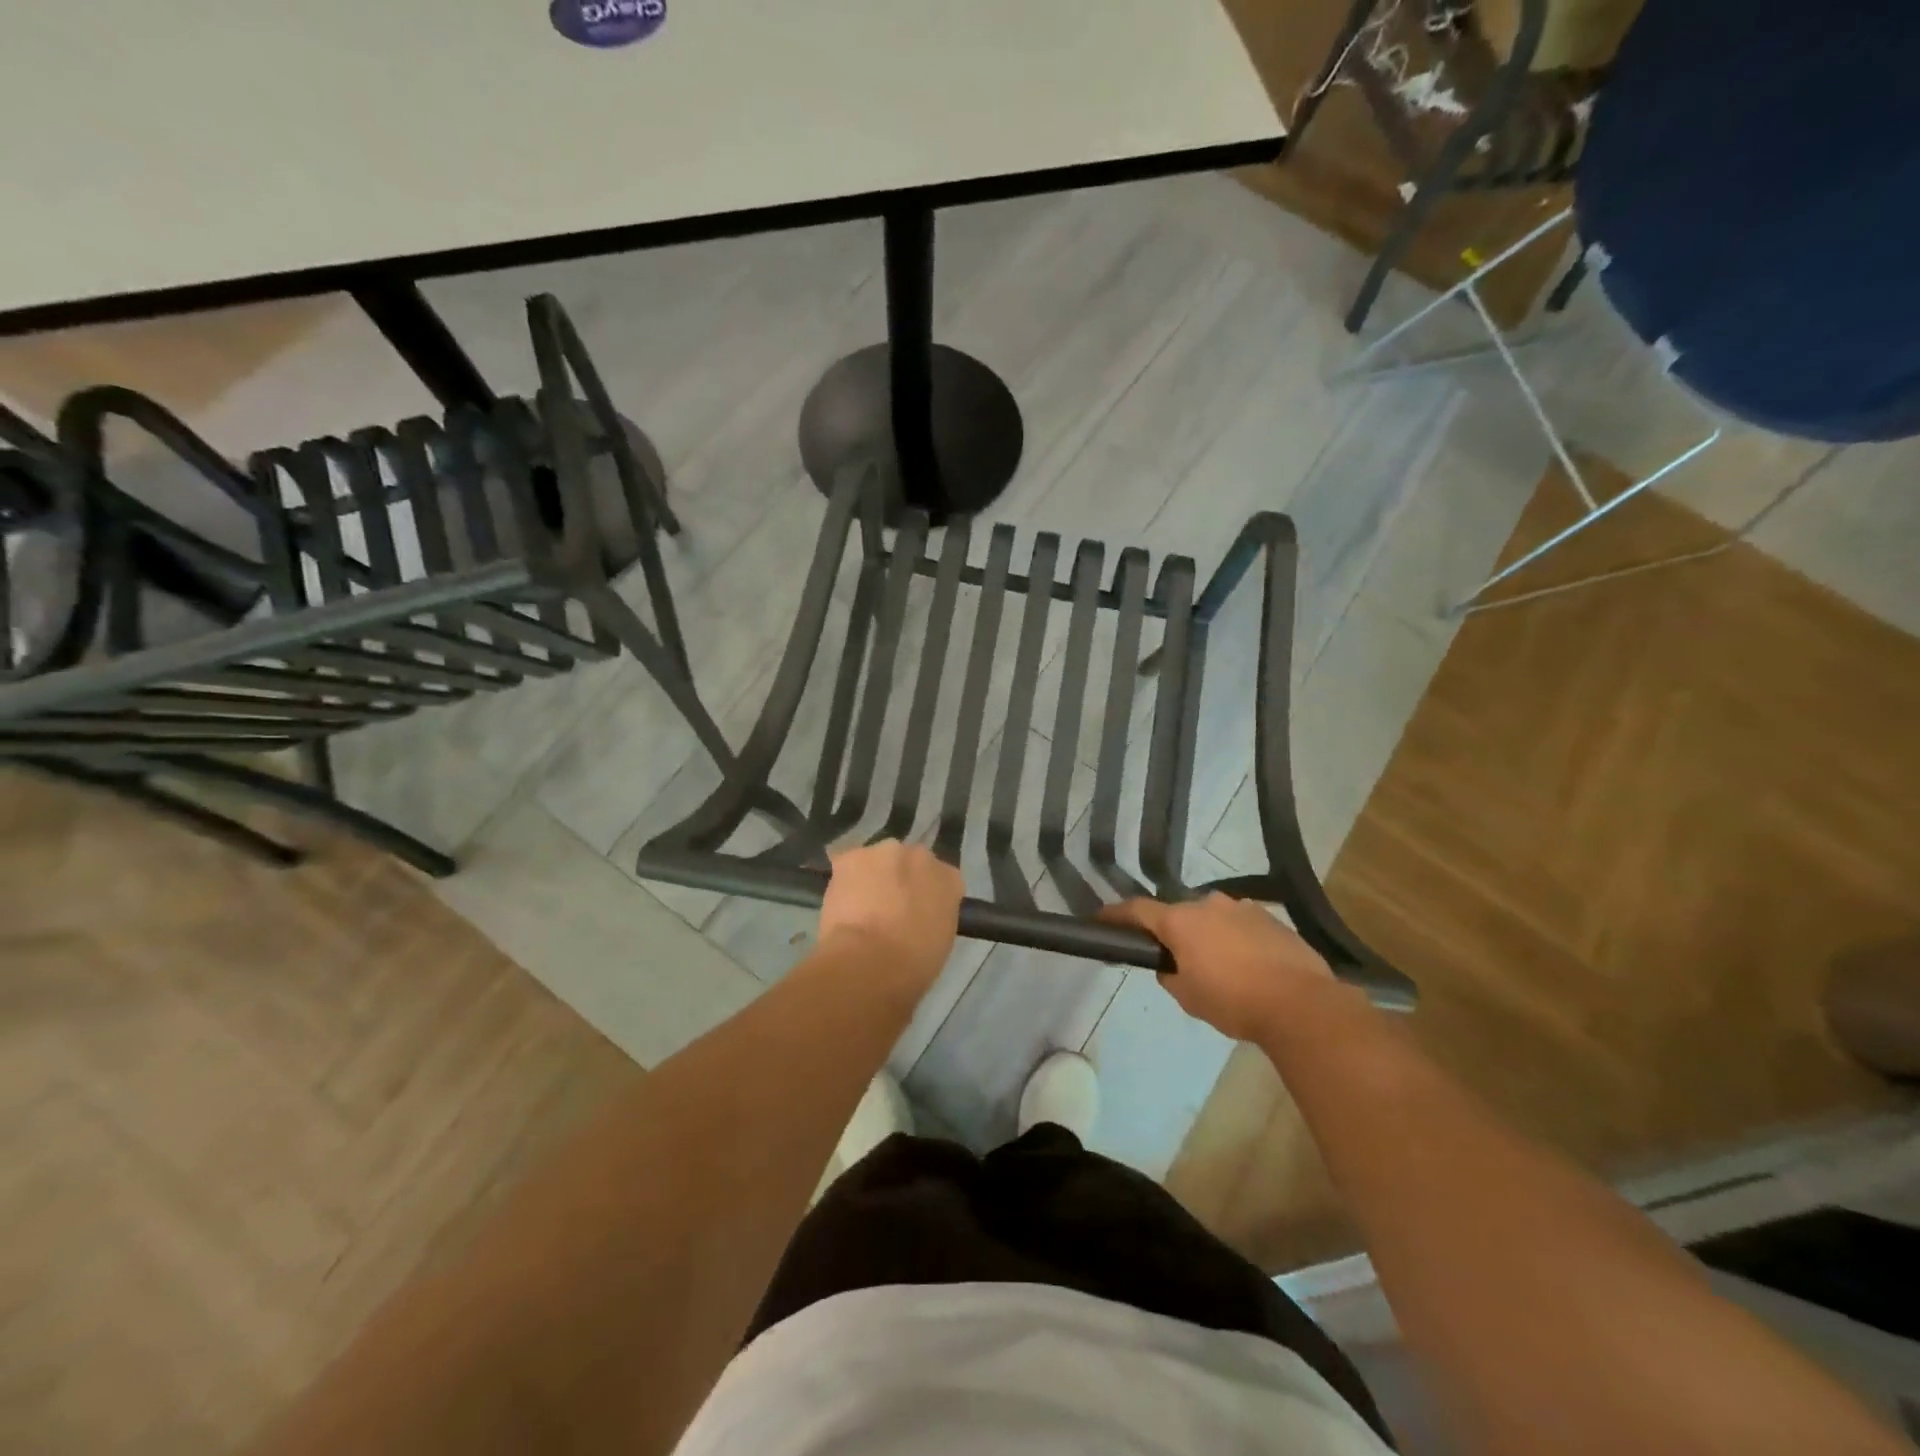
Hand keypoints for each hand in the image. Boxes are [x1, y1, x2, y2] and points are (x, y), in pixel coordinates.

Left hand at [818, 842, 963, 989]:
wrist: (870, 961)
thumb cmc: (913, 965)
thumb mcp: (940, 943)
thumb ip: (934, 918)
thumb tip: (919, 918)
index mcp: (950, 879)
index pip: (942, 880)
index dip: (927, 896)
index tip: (917, 914)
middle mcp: (922, 856)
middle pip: (910, 863)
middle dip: (901, 880)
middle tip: (889, 910)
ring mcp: (886, 852)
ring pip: (878, 861)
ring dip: (873, 877)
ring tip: (860, 908)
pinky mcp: (851, 856)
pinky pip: (848, 864)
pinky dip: (845, 881)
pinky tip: (840, 903)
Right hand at [1100, 893, 1334, 1041]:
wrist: (1302, 1004)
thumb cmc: (1233, 1001)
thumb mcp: (1187, 997)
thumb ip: (1170, 975)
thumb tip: (1171, 966)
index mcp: (1180, 920)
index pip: (1137, 910)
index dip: (1116, 914)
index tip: (1099, 918)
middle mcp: (1208, 904)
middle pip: (1178, 913)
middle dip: (1172, 931)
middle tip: (1173, 958)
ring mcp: (1242, 907)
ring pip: (1212, 917)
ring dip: (1207, 935)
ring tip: (1217, 966)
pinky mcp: (1271, 918)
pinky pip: (1240, 925)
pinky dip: (1235, 940)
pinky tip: (1247, 966)